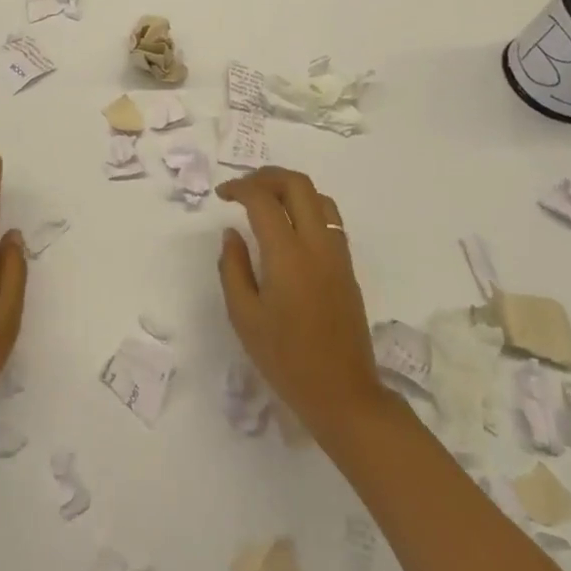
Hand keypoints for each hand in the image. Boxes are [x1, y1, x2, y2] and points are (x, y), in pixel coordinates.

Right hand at [216, 167, 386, 446]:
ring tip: (267, 200)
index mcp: (287, 255)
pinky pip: (330, 219)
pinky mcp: (348, 268)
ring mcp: (337, 254)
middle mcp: (316, 245)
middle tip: (244, 187)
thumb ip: (233, 268)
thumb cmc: (286, 359)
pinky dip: (307, 207)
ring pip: (319, 197)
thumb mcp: (244, 317)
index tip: (222, 195)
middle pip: (297, 185)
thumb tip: (232, 234)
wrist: (343, 395)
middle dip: (267, 176)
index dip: (240, 188)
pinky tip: (290, 226)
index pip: (263, 200)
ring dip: (290, 188)